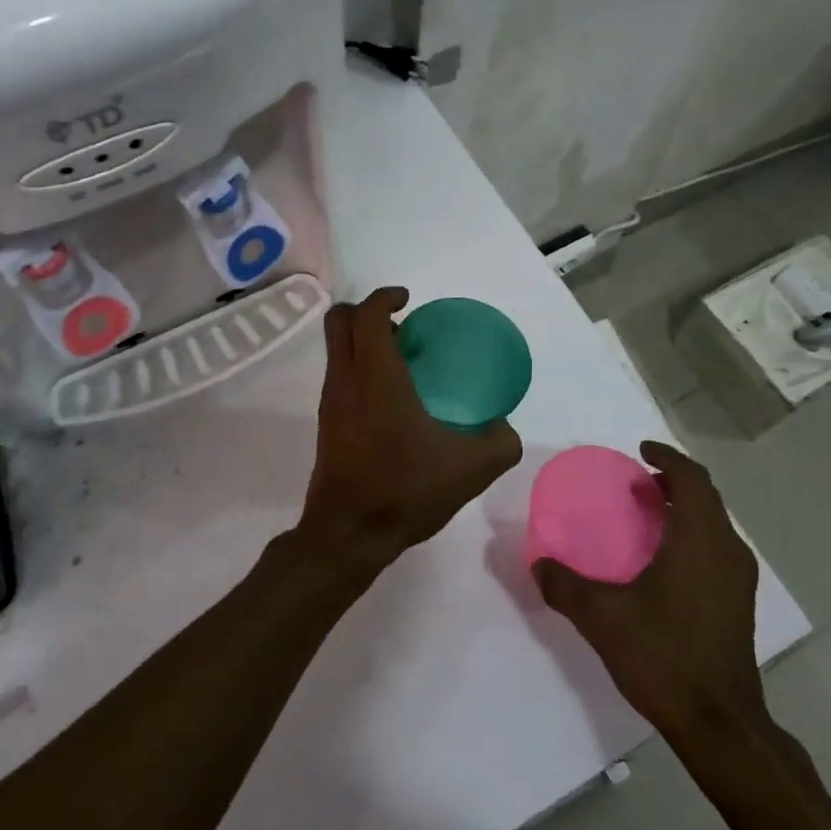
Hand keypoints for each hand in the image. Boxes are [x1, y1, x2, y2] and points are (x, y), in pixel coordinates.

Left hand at [298, 287, 521, 573]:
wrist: (349, 533)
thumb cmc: (405, 489)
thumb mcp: (470, 468)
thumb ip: (499, 442)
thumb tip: (504, 428)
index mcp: (375, 375)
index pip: (367, 314)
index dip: (384, 296)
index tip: (408, 300)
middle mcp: (345, 379)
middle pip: (339, 322)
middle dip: (366, 311)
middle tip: (402, 326)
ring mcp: (331, 402)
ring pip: (337, 350)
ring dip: (363, 342)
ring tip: (403, 363)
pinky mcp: (327, 424)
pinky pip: (340, 377)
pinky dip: (360, 369)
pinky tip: (393, 401)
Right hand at [533, 441, 765, 737]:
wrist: (720, 724)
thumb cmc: (663, 657)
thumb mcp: (601, 617)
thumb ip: (564, 585)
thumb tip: (537, 563)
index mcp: (699, 540)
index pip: (692, 479)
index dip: (668, 457)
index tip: (640, 451)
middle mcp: (726, 550)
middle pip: (706, 497)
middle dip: (672, 481)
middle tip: (636, 483)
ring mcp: (738, 579)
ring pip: (713, 524)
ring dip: (683, 509)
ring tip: (646, 514)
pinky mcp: (738, 602)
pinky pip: (716, 547)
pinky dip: (691, 535)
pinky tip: (662, 560)